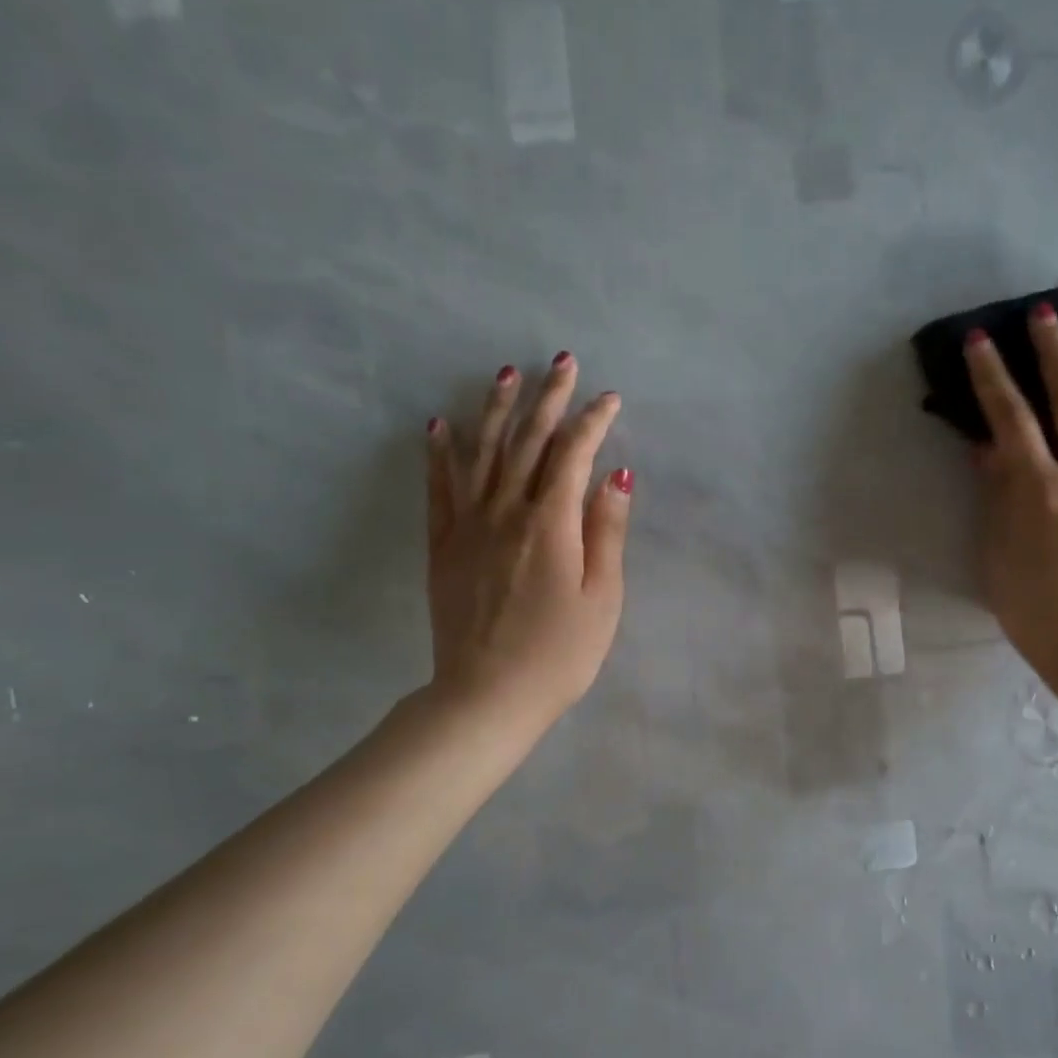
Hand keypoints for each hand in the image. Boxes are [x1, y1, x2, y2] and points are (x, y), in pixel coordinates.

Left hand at [423, 353, 631, 731]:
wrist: (487, 696)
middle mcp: (506, 512)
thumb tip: (617, 475)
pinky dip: (440, 454)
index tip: (610, 400)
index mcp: (551, 524)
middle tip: (561, 362)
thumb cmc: (560, 654)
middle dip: (547, 399)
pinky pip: (440, 489)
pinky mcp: (443, 547)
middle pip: (527, 442)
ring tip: (504, 374)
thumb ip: (607, 532)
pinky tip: (440, 425)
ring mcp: (468, 527)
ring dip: (495, 410)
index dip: (593, 422)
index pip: (573, 455)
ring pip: (482, 454)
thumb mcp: (602, 598)